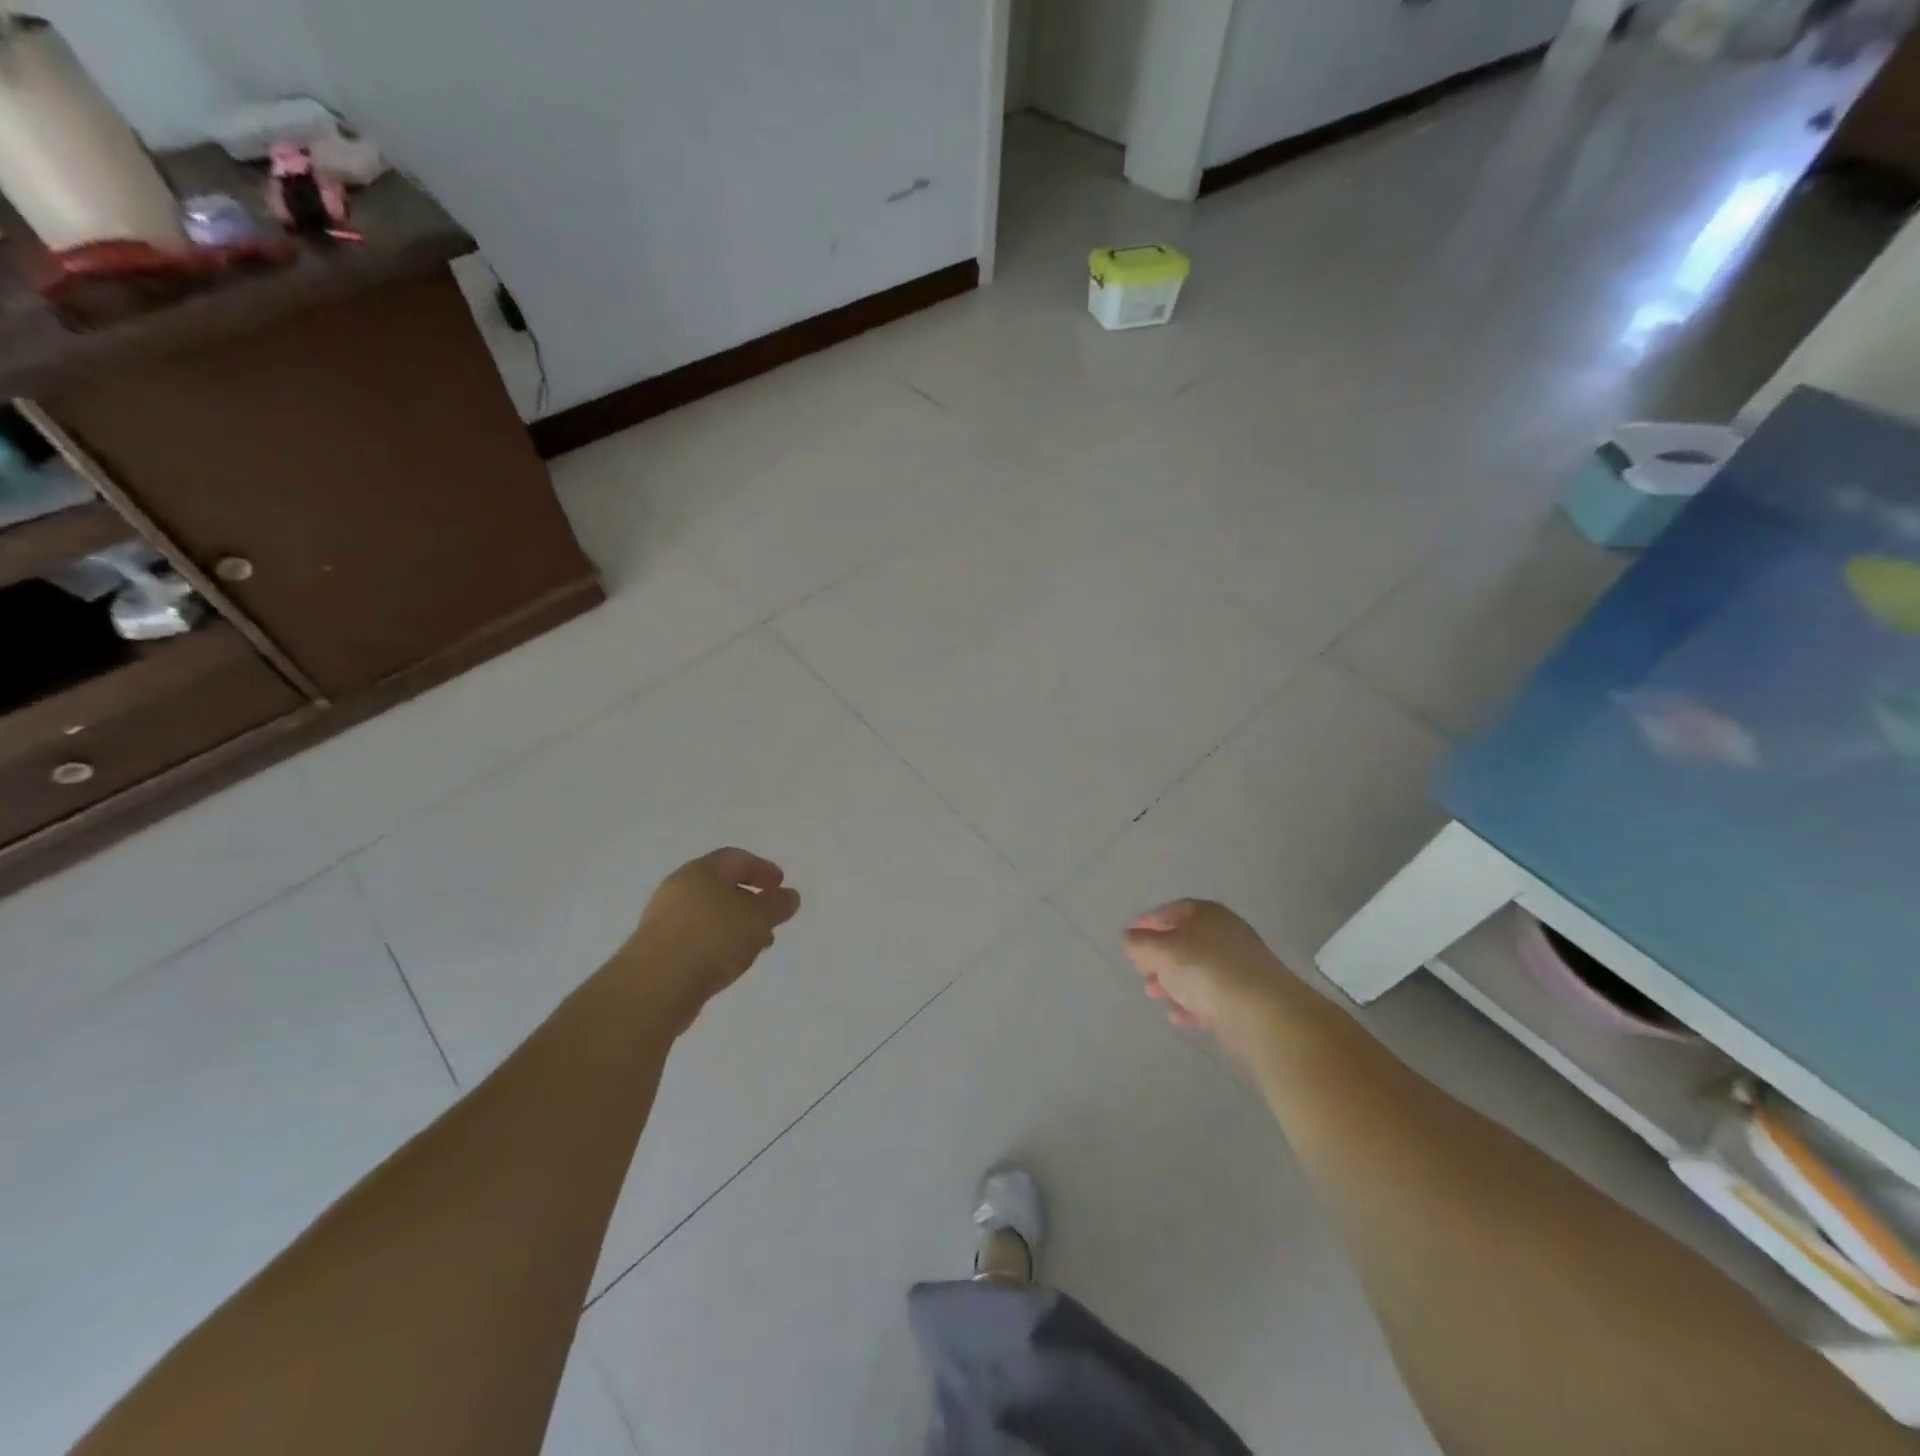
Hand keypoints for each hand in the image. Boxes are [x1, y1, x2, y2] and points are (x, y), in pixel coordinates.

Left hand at [625, 848, 800, 1027]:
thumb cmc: (712, 937)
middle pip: (720, 886)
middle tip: (771, 916)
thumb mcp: (758, 917)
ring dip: (735, 925)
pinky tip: (730, 962)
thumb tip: (789, 896)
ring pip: (709, 915)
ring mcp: (664, 921)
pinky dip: (718, 944)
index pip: (736, 859)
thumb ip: (777, 904)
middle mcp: (679, 889)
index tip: (781, 885)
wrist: (656, 985)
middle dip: (750, 900)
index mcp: (701, 871)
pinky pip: (696, 938)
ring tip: (756, 945)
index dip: (762, 868)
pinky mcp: (658, 951)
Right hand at [1122, 899, 1295, 1055]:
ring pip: (1197, 970)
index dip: (1149, 922)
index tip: (1131, 936)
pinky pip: (1212, 995)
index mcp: (1206, 914)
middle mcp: (1225, 934)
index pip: (1172, 910)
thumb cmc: (1205, 970)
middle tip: (1141, 971)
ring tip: (1153, 995)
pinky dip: (1192, 1003)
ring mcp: (1239, 965)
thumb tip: (1129, 937)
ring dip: (1173, 982)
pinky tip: (1178, 1017)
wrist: (1263, 1012)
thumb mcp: (1162, 952)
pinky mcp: (1247, 996)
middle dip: (1159, 957)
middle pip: (1185, 941)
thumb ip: (1140, 944)